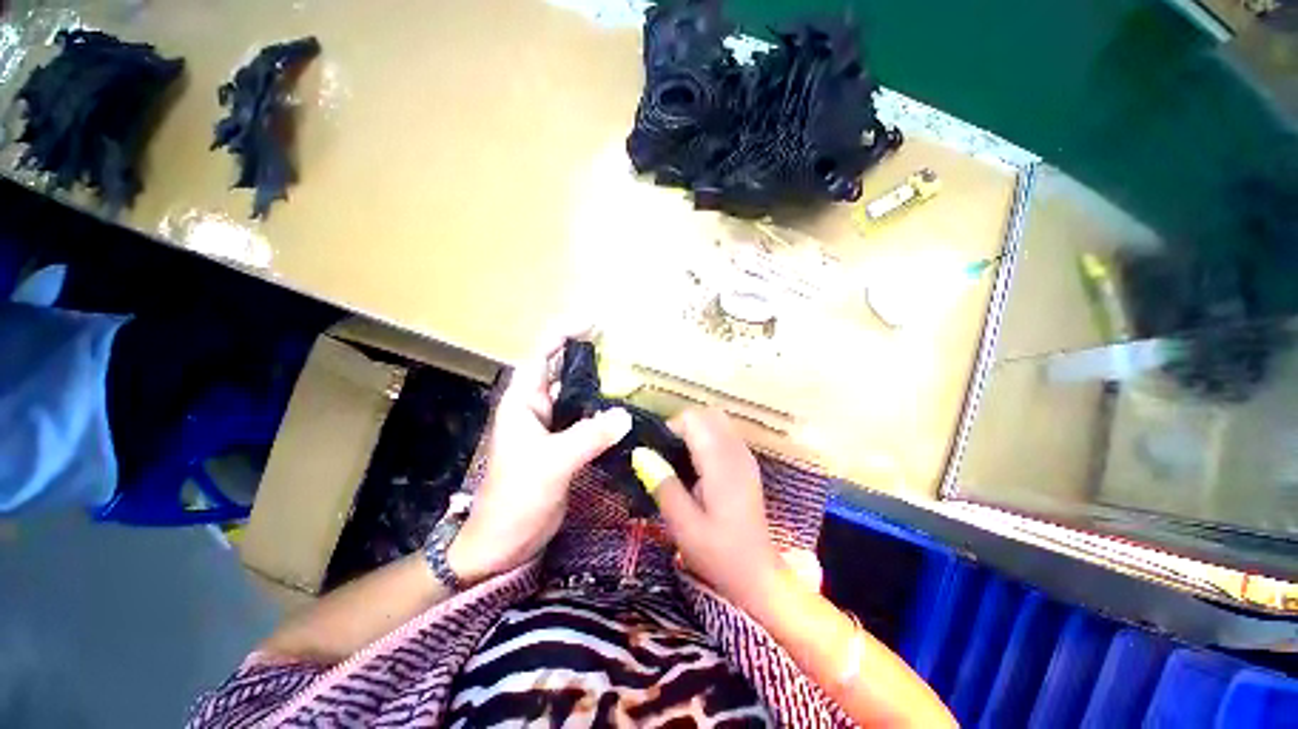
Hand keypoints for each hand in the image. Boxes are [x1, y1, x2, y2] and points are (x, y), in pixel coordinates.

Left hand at [449, 332, 631, 583]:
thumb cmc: (516, 499)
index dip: (564, 333)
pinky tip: (624, 410)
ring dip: (599, 384)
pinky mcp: (565, 444)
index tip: (594, 323)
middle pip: (562, 370)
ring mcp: (552, 426)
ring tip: (629, 374)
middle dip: (588, 355)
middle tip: (622, 347)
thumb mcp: (552, 463)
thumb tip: (626, 415)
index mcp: (523, 402)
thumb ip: (589, 436)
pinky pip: (587, 418)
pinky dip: (603, 411)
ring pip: (577, 395)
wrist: (504, 542)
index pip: (542, 354)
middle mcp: (536, 407)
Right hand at [639, 408, 783, 611]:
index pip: (695, 419)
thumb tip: (640, 453)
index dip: (673, 427)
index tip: (659, 452)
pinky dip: (708, 437)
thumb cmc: (718, 553)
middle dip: (684, 424)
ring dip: (696, 430)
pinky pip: (725, 434)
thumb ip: (663, 485)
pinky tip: (699, 466)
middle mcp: (736, 452)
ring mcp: (745, 456)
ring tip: (681, 459)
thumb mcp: (683, 525)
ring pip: (718, 421)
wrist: (758, 574)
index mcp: (720, 464)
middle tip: (669, 454)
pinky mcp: (747, 464)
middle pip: (708, 414)